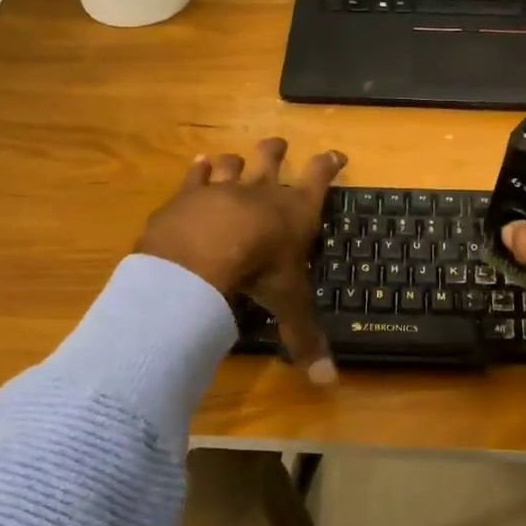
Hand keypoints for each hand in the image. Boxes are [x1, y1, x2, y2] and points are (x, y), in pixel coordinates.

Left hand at [136, 138, 345, 383]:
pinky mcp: (189, 194)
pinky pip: (197, 175)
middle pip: (271, 160)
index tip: (336, 153)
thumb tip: (328, 383)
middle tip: (279, 142)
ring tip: (235, 157)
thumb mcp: (287, 303)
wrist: (204, 251)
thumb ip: (304, 338)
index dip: (329, 166)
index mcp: (294, 212)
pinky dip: (199, 169)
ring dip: (236, 160)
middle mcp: (261, 192)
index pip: (319, 180)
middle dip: (276, 151)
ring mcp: (223, 188)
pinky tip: (199, 163)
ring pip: (233, 164)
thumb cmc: (258, 271)